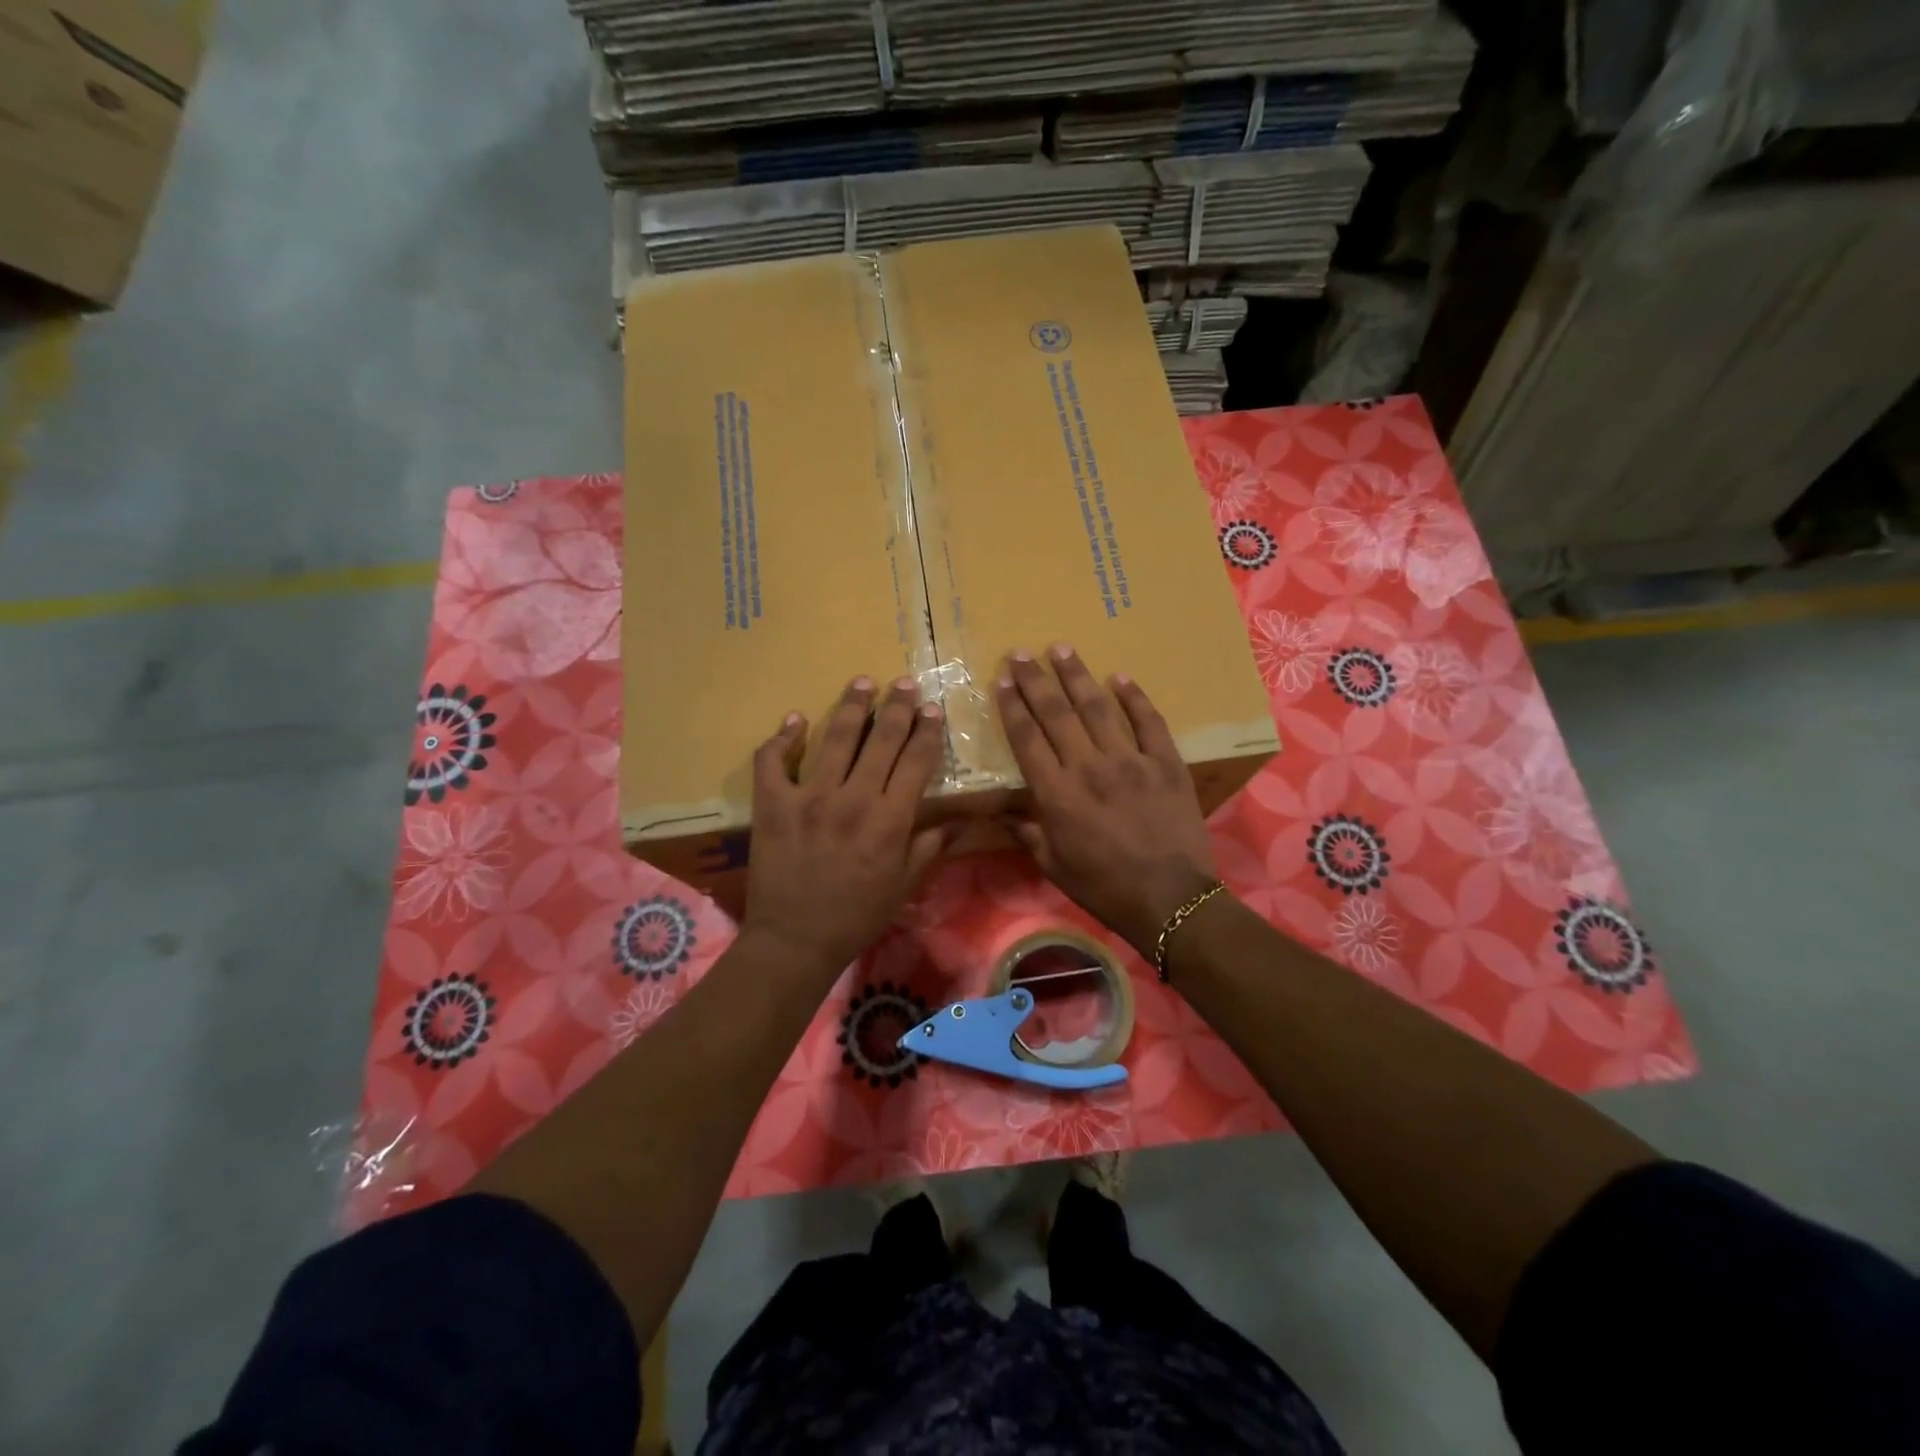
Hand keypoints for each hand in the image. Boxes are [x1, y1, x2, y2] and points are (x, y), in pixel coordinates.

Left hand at [742, 675, 950, 979]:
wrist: (795, 940)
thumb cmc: (857, 915)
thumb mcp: (904, 885)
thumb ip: (930, 845)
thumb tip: (961, 819)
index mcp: (890, 819)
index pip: (916, 761)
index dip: (927, 731)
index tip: (932, 709)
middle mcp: (853, 798)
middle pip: (881, 740)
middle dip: (897, 707)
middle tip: (905, 683)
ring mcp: (809, 797)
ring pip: (835, 738)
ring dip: (852, 707)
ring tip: (863, 682)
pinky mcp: (773, 803)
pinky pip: (773, 761)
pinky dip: (782, 738)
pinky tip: (795, 719)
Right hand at [998, 645, 1219, 958]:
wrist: (1169, 899)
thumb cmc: (1103, 886)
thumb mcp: (1053, 864)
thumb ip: (1027, 831)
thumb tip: (1004, 810)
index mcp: (1057, 794)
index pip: (1026, 738)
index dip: (1012, 706)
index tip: (1002, 679)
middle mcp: (1088, 767)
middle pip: (1055, 713)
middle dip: (1035, 680)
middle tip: (1022, 652)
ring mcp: (1130, 761)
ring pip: (1098, 708)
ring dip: (1077, 676)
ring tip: (1062, 648)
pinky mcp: (1165, 763)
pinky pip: (1149, 721)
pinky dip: (1134, 698)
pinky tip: (1121, 677)